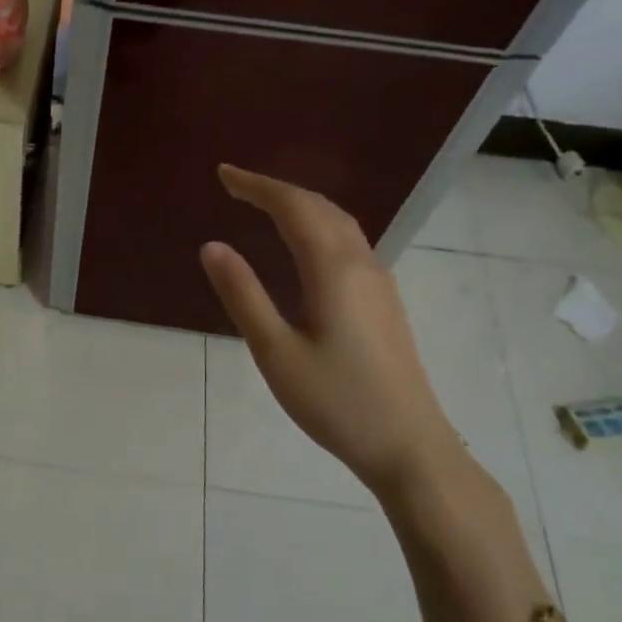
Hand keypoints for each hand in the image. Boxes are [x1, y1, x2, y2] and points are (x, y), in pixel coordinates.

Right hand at [199, 165, 469, 504]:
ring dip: (301, 206)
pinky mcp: (384, 302)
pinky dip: (318, 226)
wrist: (410, 446)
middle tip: (237, 187)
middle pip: (320, 207)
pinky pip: (348, 243)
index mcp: (333, 269)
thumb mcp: (276, 351)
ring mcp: (379, 283)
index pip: (294, 207)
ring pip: (339, 223)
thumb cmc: (336, 401)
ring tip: (265, 206)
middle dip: (278, 190)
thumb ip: (244, 295)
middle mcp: (361, 264)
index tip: (223, 175)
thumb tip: (212, 246)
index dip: (257, 186)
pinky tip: (305, 246)